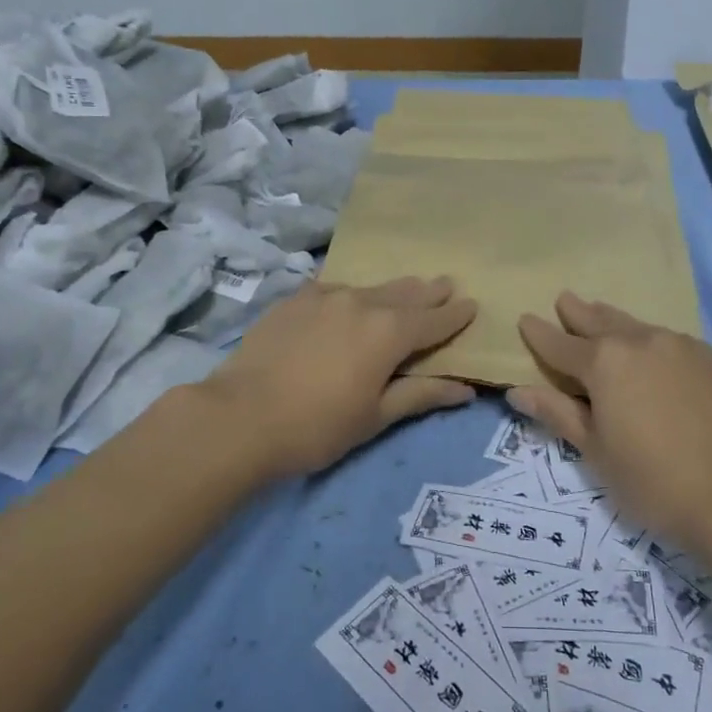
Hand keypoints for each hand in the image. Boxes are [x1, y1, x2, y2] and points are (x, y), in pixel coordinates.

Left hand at [199, 276, 477, 478]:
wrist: (239, 416)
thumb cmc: (317, 426)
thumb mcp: (375, 417)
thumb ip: (421, 395)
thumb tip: (466, 390)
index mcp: (390, 332)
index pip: (435, 319)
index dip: (455, 314)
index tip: (472, 304)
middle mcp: (362, 302)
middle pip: (406, 293)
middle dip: (429, 292)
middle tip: (446, 284)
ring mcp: (326, 295)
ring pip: (370, 288)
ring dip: (392, 291)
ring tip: (405, 290)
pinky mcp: (295, 298)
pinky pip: (334, 289)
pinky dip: (351, 295)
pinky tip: (348, 301)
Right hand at [511, 293, 711, 550]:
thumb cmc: (654, 481)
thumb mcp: (596, 453)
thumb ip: (557, 414)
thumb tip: (518, 391)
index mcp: (605, 362)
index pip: (560, 344)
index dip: (539, 333)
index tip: (525, 319)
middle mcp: (644, 341)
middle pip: (603, 321)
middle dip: (580, 312)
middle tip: (566, 300)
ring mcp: (688, 347)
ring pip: (645, 329)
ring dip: (623, 327)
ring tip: (610, 323)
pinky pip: (683, 350)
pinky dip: (665, 353)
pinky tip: (668, 369)